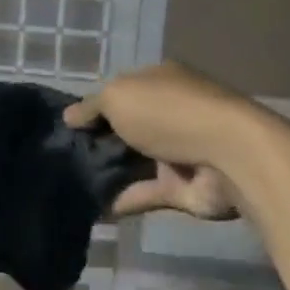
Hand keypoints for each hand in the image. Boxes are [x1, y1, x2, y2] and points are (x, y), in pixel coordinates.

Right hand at [64, 63, 249, 219]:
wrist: (227, 156)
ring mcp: (178, 151)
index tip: (67, 127)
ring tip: (72, 184)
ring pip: (136, 161)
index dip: (94, 106)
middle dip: (99, 141)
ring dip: (109, 172)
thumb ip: (92, 106)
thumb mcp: (119, 96)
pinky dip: (123, 199)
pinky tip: (93, 208)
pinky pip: (146, 193)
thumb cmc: (169, 113)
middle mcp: (170, 112)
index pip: (121, 91)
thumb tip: (69, 117)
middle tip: (62, 158)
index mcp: (159, 81)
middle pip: (128, 127)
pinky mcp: (183, 187)